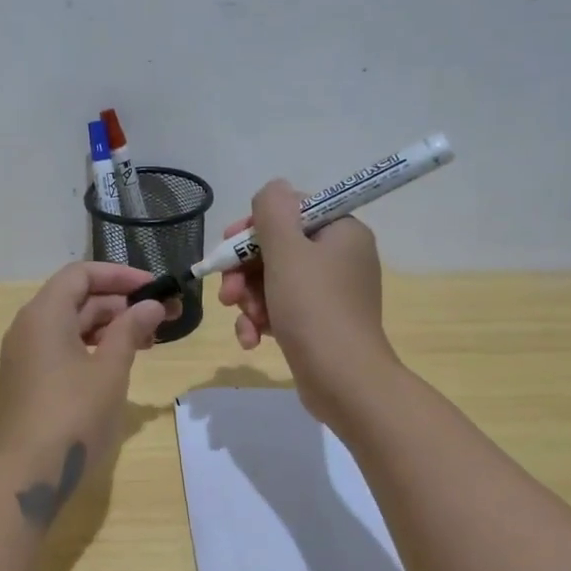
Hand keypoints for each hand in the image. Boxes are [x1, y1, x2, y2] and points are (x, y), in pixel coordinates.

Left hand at [0, 262, 172, 489]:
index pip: (82, 274)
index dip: (120, 275)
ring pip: (70, 324)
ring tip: (148, 341)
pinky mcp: (28, 380)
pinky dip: (91, 346)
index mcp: (44, 314)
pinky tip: (119, 362)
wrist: (28, 474)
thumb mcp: (111, 370)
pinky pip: (61, 347)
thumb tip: (151, 305)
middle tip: (162, 317)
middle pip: (76, 298)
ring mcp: (25, 355)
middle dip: (120, 303)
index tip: (154, 287)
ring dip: (109, 326)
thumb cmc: (74, 415)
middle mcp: (28, 326)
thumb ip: (131, 330)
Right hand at [216, 180, 399, 423]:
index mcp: (341, 232)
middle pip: (278, 248)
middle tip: (227, 292)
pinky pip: (282, 309)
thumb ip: (273, 211)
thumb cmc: (314, 308)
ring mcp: (331, 293)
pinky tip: (251, 339)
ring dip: (249, 299)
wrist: (344, 381)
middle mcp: (340, 257)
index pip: (292, 210)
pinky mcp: (319, 323)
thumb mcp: (287, 251)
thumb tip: (272, 189)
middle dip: (245, 271)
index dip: (255, 226)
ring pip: (273, 281)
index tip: (229, 245)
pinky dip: (262, 320)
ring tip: (243, 319)